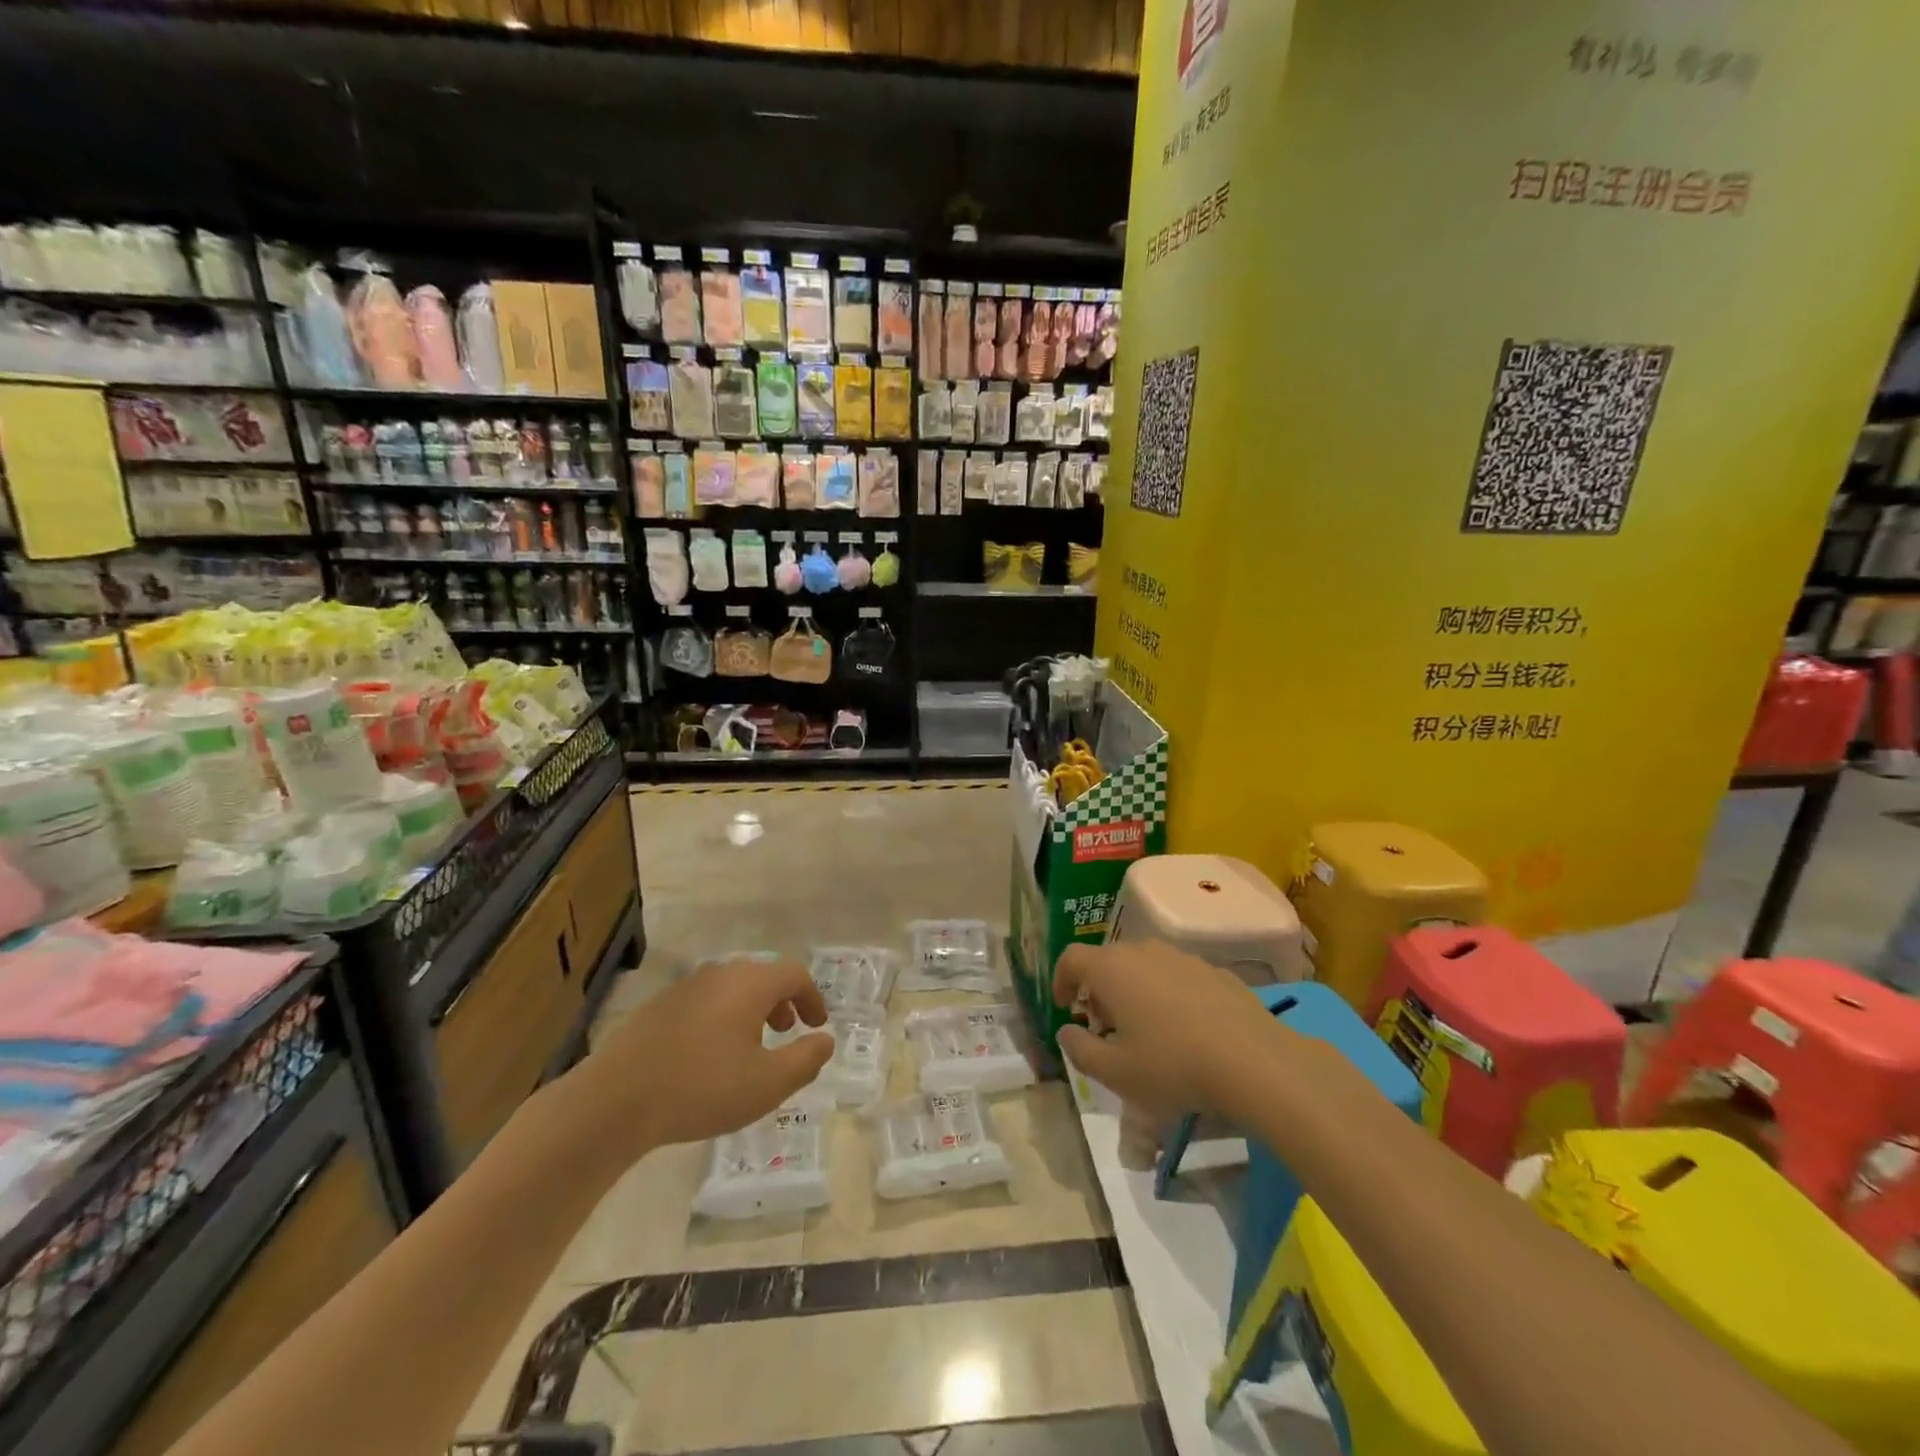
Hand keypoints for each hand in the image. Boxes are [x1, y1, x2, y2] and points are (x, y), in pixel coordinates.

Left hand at [582, 957, 833, 1151]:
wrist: (614, 1101)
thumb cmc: (701, 1088)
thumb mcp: (767, 1084)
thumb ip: (805, 1060)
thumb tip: (825, 1040)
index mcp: (749, 984)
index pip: (794, 974)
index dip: (812, 998)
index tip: (816, 1025)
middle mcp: (720, 974)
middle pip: (762, 976)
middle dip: (782, 1002)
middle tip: (787, 1031)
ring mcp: (685, 987)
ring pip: (732, 988)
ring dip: (752, 1010)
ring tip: (751, 1046)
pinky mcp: (659, 1006)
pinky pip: (705, 1001)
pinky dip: (722, 1017)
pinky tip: (710, 1055)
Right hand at [1053, 939, 1295, 1121]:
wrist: (1255, 1062)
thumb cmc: (1173, 1066)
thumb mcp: (1115, 1074)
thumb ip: (1079, 1050)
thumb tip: (1067, 1031)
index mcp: (1111, 969)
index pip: (1071, 958)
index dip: (1060, 981)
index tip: (1065, 1008)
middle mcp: (1143, 951)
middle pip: (1107, 960)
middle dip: (1097, 990)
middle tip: (1104, 1027)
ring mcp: (1182, 957)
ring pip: (1143, 966)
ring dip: (1133, 991)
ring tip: (1145, 1030)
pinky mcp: (1215, 970)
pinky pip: (1176, 976)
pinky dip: (1167, 994)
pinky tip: (1184, 1030)